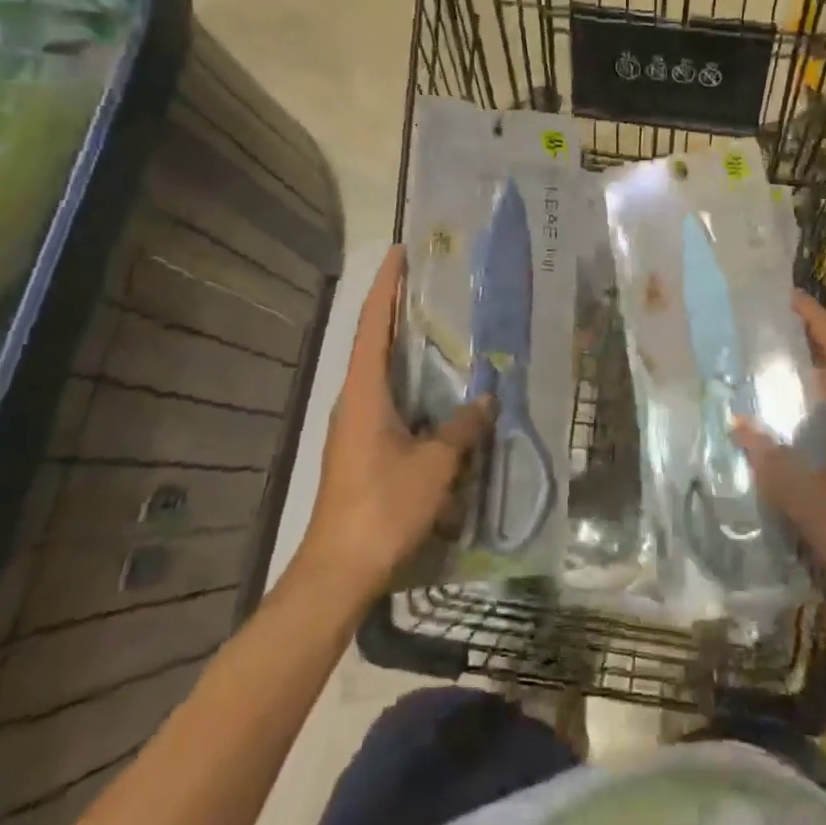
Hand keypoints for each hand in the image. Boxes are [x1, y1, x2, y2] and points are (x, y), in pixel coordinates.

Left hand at [292, 246, 491, 605]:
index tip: (400, 252)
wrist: (338, 572)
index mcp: (365, 392)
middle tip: (431, 281)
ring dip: (404, 345)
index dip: (386, 285)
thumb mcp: (434, 466)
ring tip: (440, 326)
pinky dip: (409, 381)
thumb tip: (487, 400)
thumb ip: (462, 429)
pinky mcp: (362, 448)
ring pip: (381, 371)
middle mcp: (355, 400)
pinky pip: (388, 398)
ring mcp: (355, 426)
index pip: (373, 323)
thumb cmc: (383, 508)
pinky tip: (437, 390)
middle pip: (375, 341)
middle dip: (398, 308)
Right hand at [732, 291, 825, 615]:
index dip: (818, 321)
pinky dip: (809, 410)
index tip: (791, 297)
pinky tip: (784, 425)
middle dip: (808, 343)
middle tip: (768, 330)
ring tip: (768, 369)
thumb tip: (738, 423)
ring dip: (807, 378)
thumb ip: (769, 458)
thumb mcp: (805, 494)